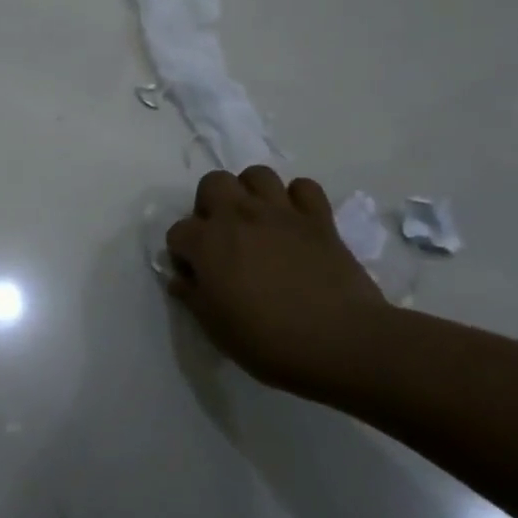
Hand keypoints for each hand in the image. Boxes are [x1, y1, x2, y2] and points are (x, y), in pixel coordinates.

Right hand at [166, 167, 388, 397]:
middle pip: (213, 183)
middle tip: (221, 236)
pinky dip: (298, 199)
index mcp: (207, 243)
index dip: (182, 254)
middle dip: (210, 204)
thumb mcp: (216, 329)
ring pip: (257, 175)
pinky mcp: (318, 219)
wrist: (340, 341)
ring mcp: (280, 213)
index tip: (195, 275)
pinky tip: (296, 222)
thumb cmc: (269, 341)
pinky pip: (305, 188)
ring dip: (251, 192)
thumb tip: (181, 280)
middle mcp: (238, 215)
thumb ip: (193, 297)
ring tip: (256, 220)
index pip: (178, 232)